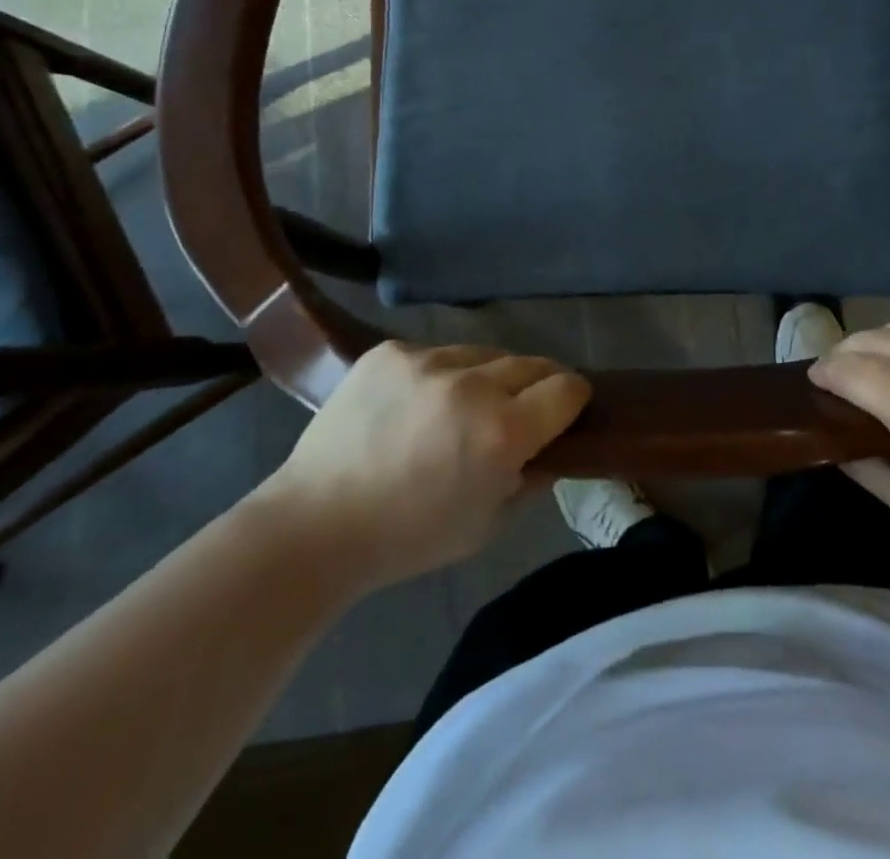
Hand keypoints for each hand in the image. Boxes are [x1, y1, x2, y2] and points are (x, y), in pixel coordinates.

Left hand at [260, 341, 589, 589]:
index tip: (564, 413)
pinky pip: (437, 352)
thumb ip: (532, 478)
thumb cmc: (410, 537)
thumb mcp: (488, 523)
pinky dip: (441, 374)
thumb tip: (554, 447)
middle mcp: (472, 385)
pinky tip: (418, 403)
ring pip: (485, 353)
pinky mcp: (390, 351)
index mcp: (502, 432)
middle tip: (520, 410)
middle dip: (537, 385)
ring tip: (463, 406)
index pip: (567, 388)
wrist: (316, 524)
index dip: (573, 401)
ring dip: (488, 377)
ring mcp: (427, 360)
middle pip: (532, 363)